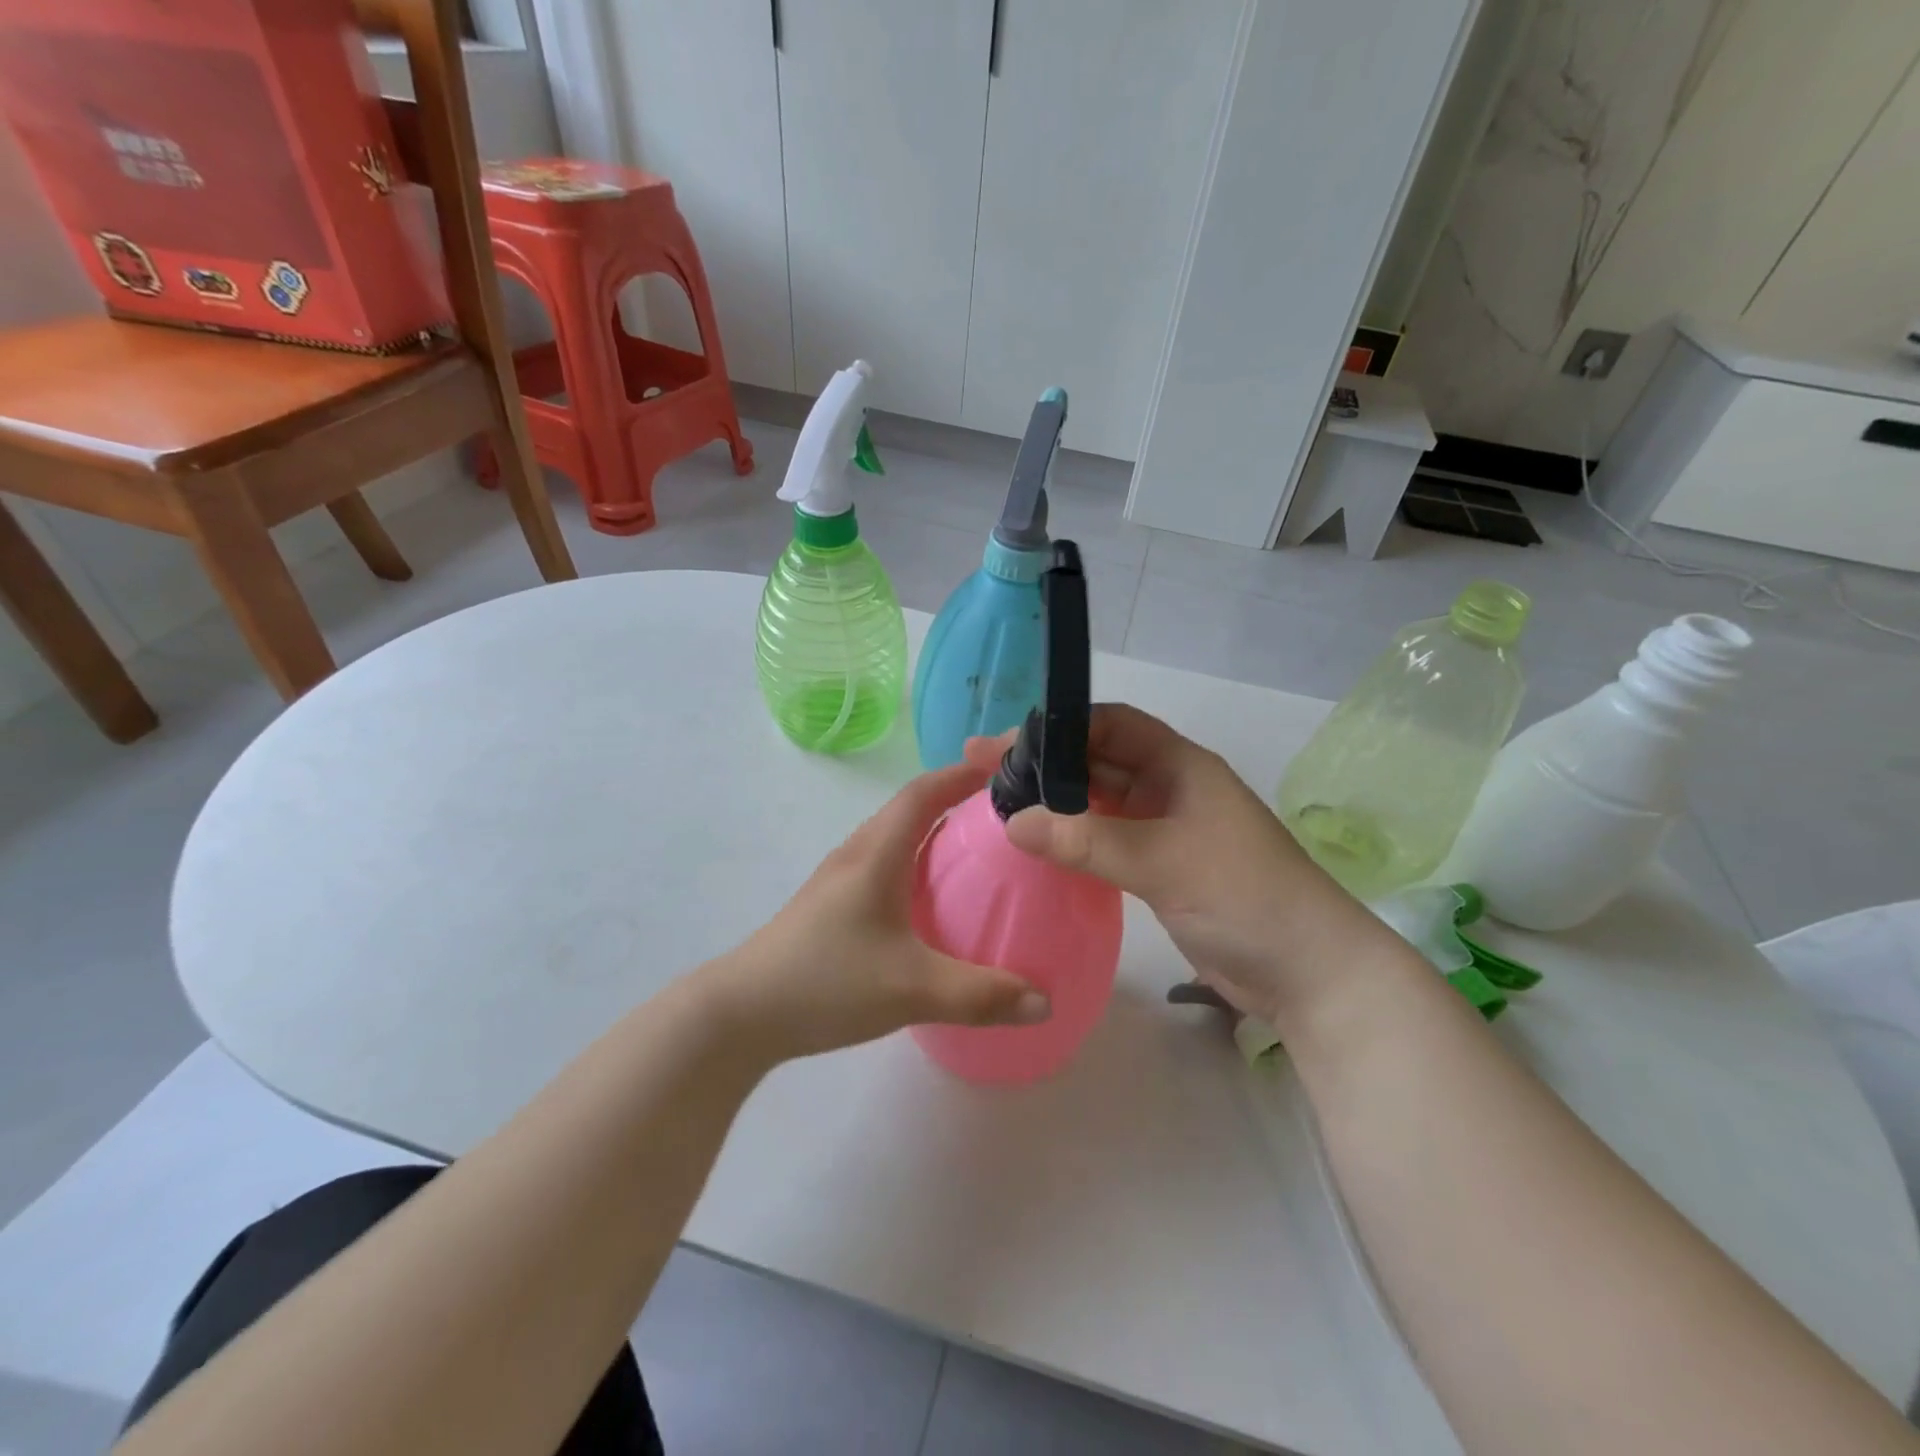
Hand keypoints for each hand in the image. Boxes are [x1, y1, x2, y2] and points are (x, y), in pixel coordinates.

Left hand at [704, 762, 1049, 1062]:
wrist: (741, 1013)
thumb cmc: (826, 981)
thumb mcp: (911, 989)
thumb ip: (980, 995)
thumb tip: (1044, 1002)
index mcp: (876, 854)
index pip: (922, 793)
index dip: (961, 773)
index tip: (1002, 767)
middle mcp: (857, 855)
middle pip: (909, 810)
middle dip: (955, 800)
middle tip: (1002, 813)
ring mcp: (839, 880)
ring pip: (894, 839)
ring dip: (933, 833)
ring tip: (975, 853)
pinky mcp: (831, 906)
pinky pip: (884, 867)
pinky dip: (915, 865)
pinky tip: (931, 903)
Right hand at [965, 705, 1388, 1027]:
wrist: (1307, 971)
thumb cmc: (1244, 895)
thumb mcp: (1163, 860)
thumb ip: (1087, 840)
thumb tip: (1013, 822)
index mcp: (1179, 765)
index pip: (1110, 724)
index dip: (1059, 726)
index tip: (1005, 743)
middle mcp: (1169, 788)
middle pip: (1097, 761)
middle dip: (1044, 763)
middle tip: (982, 771)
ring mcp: (1164, 829)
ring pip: (1099, 802)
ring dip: (1055, 802)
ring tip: (997, 804)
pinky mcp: (1158, 867)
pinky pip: (1105, 840)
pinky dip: (1072, 838)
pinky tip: (1037, 844)